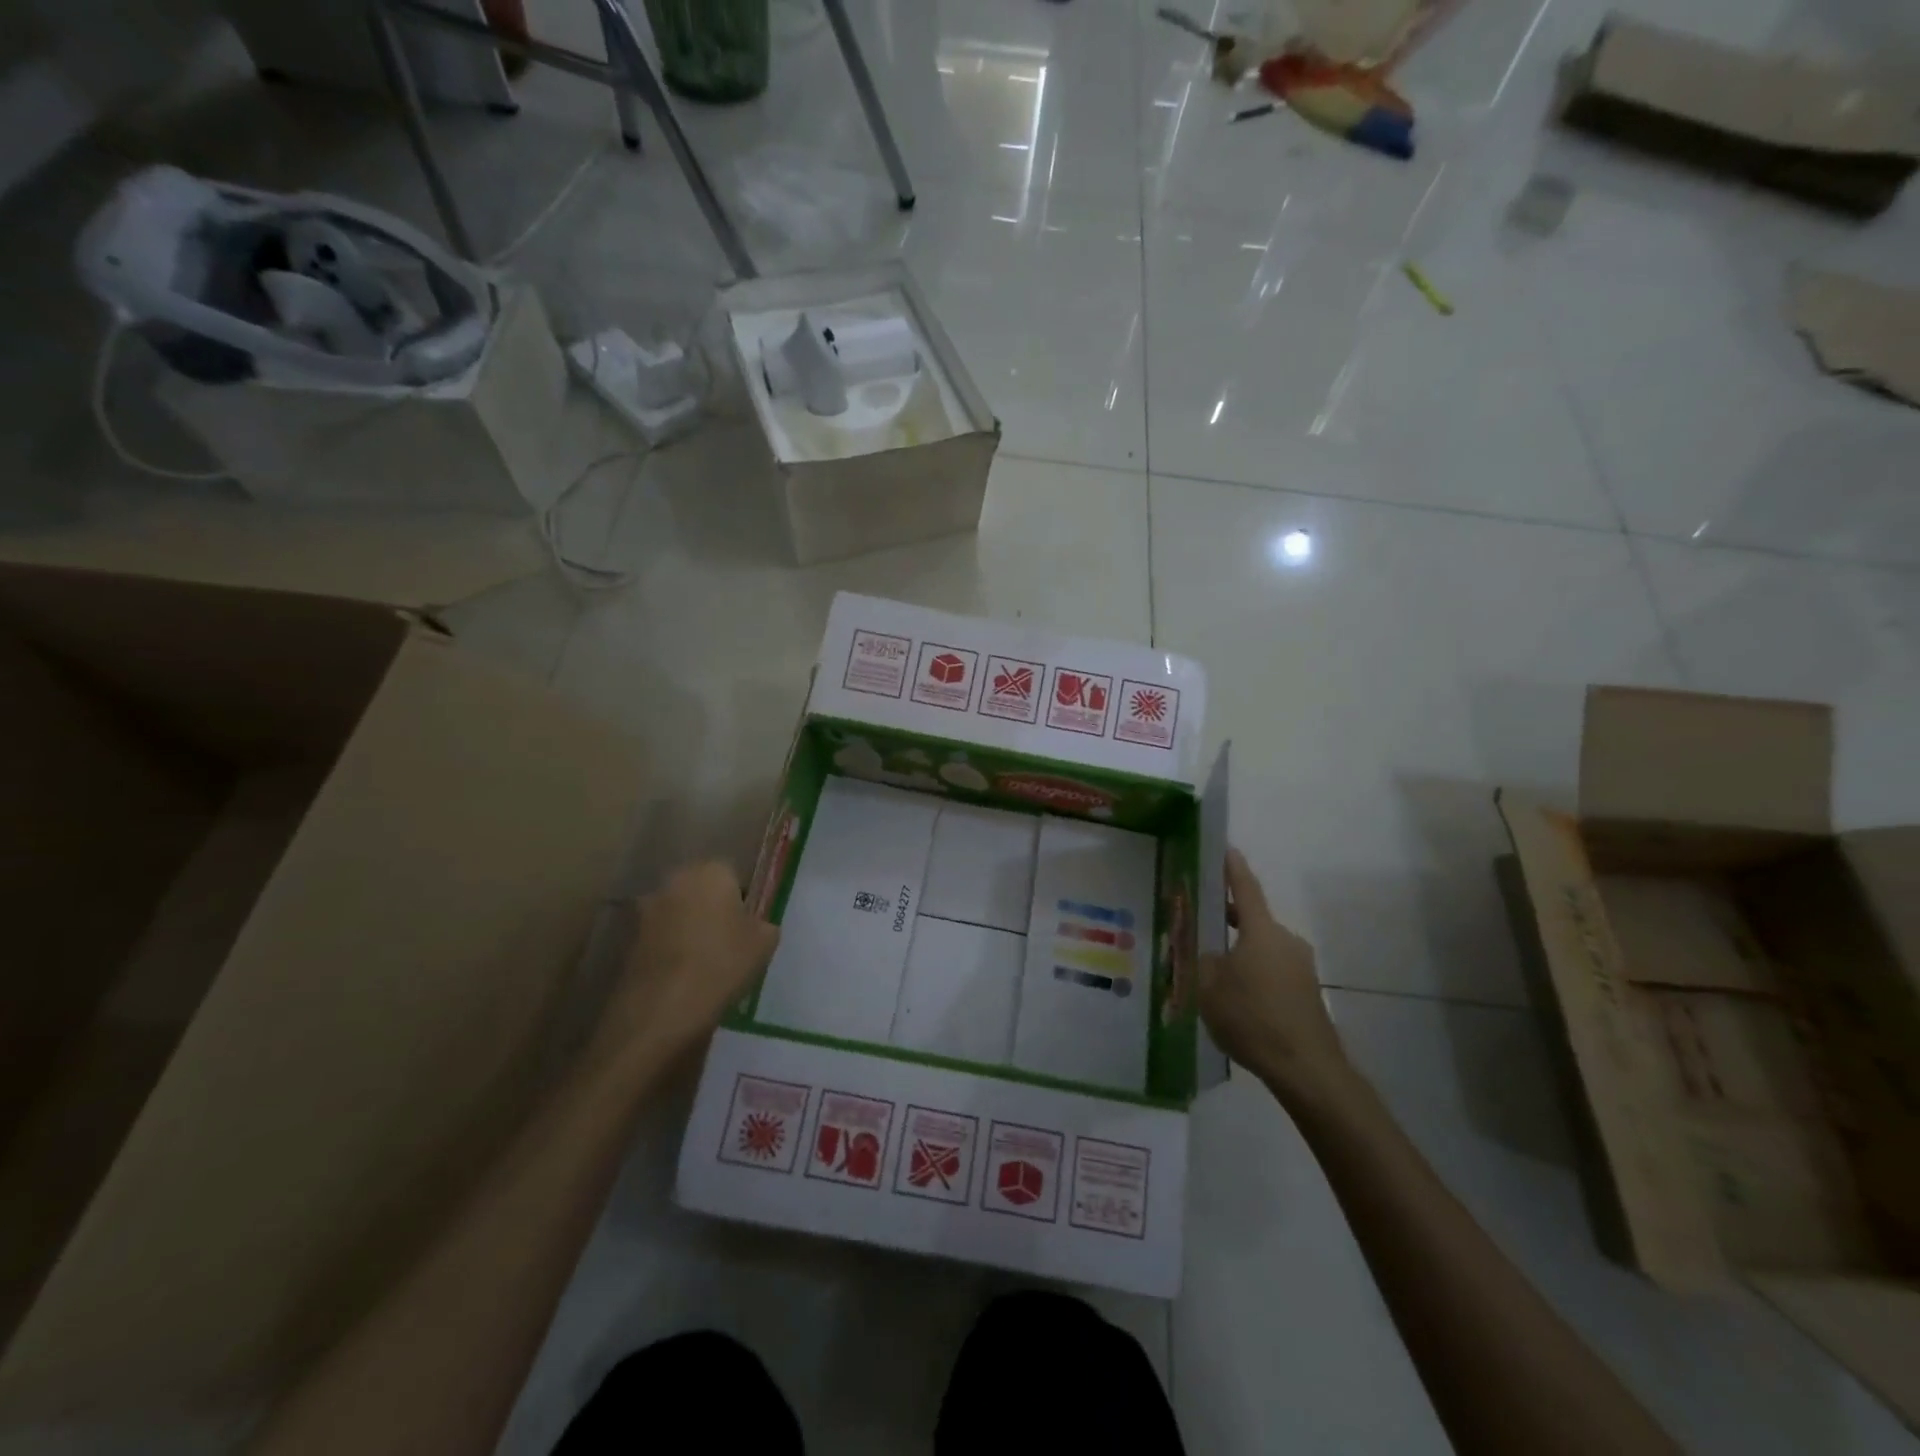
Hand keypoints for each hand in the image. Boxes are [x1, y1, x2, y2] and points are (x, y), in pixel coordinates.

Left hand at [591, 861, 778, 1070]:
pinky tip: (681, 976)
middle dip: (710, 909)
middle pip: (699, 889)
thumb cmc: (722, 964)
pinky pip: (658, 937)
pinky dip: (668, 949)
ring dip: (686, 928)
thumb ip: (763, 924)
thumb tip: (754, 925)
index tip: (747, 926)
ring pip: (676, 913)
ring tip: (702, 962)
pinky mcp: (626, 938)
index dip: (742, 899)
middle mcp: (674, 880)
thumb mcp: (764, 943)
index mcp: (710, 871)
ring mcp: (645, 909)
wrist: (662, 1010)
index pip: (732, 874)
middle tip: (726, 941)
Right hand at [1199, 848, 1354, 1107]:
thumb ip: (1202, 962)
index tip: (1226, 849)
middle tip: (1200, 920)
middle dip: (1228, 918)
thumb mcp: (1208, 988)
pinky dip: (1253, 974)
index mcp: (1262, 931)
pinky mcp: (1307, 992)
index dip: (1233, 868)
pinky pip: (1273, 971)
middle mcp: (1285, 941)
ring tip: (1212, 969)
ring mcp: (1301, 967)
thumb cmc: (1252, 1018)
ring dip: (1240, 951)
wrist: (1307, 1069)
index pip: (1245, 888)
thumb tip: (1209, 954)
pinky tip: (1235, 998)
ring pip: (1262, 948)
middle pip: (1253, 920)